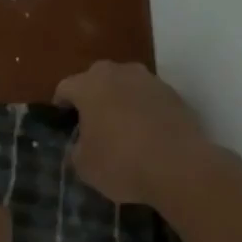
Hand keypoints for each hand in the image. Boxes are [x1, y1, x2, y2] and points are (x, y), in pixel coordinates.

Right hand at [55, 61, 214, 206]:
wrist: (180, 167)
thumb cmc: (121, 163)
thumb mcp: (83, 165)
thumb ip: (76, 148)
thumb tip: (81, 143)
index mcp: (90, 85)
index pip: (66, 87)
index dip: (61, 105)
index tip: (62, 122)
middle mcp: (120, 73)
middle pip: (97, 78)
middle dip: (92, 96)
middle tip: (90, 123)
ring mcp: (151, 81)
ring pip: (126, 85)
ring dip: (120, 100)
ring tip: (120, 128)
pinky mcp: (175, 95)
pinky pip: (149, 98)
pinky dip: (143, 110)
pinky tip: (145, 135)